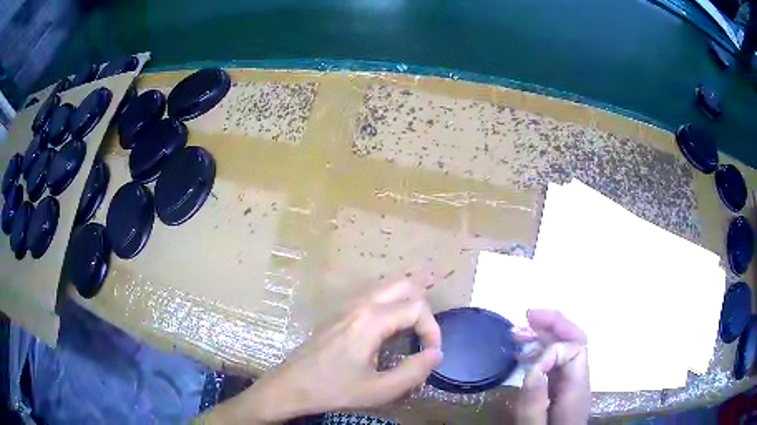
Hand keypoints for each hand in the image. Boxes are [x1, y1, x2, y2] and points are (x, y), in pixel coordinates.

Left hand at [201, 275, 442, 423]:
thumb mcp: (379, 390)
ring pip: (386, 285)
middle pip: (403, 284)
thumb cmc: (334, 390)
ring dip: (408, 296)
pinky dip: (392, 298)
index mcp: (371, 321)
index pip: (416, 308)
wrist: (292, 386)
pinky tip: (394, 315)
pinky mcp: (340, 313)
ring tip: (422, 312)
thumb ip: (413, 372)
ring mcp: (347, 306)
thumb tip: (437, 353)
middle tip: (430, 328)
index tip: (430, 354)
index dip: (432, 329)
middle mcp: (360, 305)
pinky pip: (373, 294)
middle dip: (423, 303)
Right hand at [515, 310, 589, 424]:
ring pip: (564, 347)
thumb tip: (534, 367)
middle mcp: (578, 379)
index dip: (551, 349)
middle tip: (527, 315)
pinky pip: (555, 361)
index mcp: (576, 388)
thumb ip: (534, 403)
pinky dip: (539, 350)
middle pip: (575, 340)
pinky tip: (523, 352)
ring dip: (544, 334)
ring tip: (518, 331)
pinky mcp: (561, 388)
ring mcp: (570, 382)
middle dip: (553, 323)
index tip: (526, 362)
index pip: (574, 350)